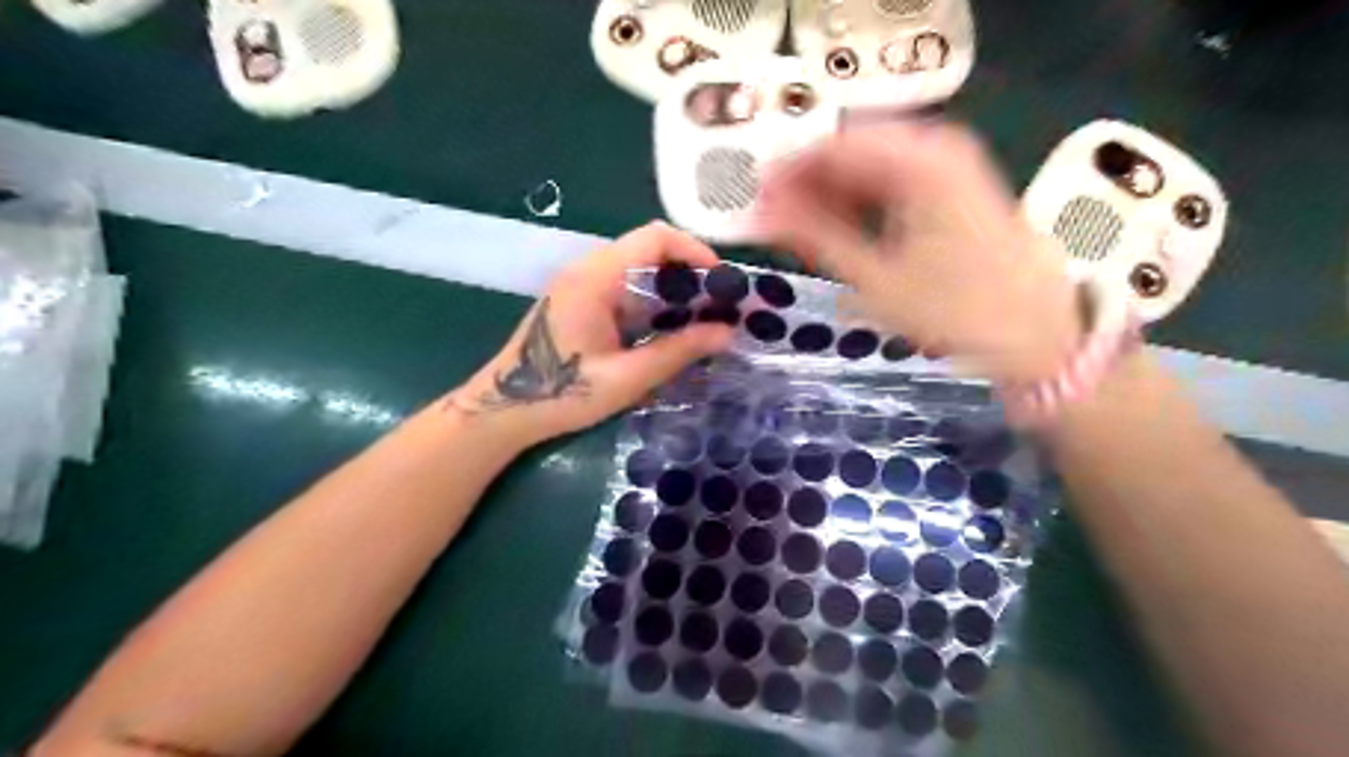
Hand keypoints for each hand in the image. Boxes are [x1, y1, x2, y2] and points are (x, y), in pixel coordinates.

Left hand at [447, 225, 733, 448]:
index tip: (722, 282)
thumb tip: (728, 333)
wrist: (504, 410)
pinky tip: (669, 329)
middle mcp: (588, 270)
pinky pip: (624, 288)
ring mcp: (581, 284)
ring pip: (638, 269)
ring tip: (702, 319)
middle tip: (719, 306)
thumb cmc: (562, 394)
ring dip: (672, 289)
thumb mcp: (628, 377)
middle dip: (688, 273)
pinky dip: (652, 301)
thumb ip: (679, 351)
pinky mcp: (579, 302)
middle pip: (648, 250)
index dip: (694, 251)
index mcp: (596, 278)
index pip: (654, 237)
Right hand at [758, 125, 1082, 382]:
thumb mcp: (876, 279)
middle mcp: (935, 147)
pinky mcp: (956, 188)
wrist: (1038, 336)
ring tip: (801, 237)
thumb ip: (815, 238)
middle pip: (850, 153)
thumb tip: (764, 213)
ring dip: (831, 199)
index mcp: (917, 161)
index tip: (755, 205)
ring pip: (870, 168)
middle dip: (807, 188)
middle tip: (773, 226)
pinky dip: (862, 206)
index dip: (786, 175)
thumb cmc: (956, 311)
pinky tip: (841, 233)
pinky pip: (894, 183)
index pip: (830, 147)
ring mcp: (950, 165)